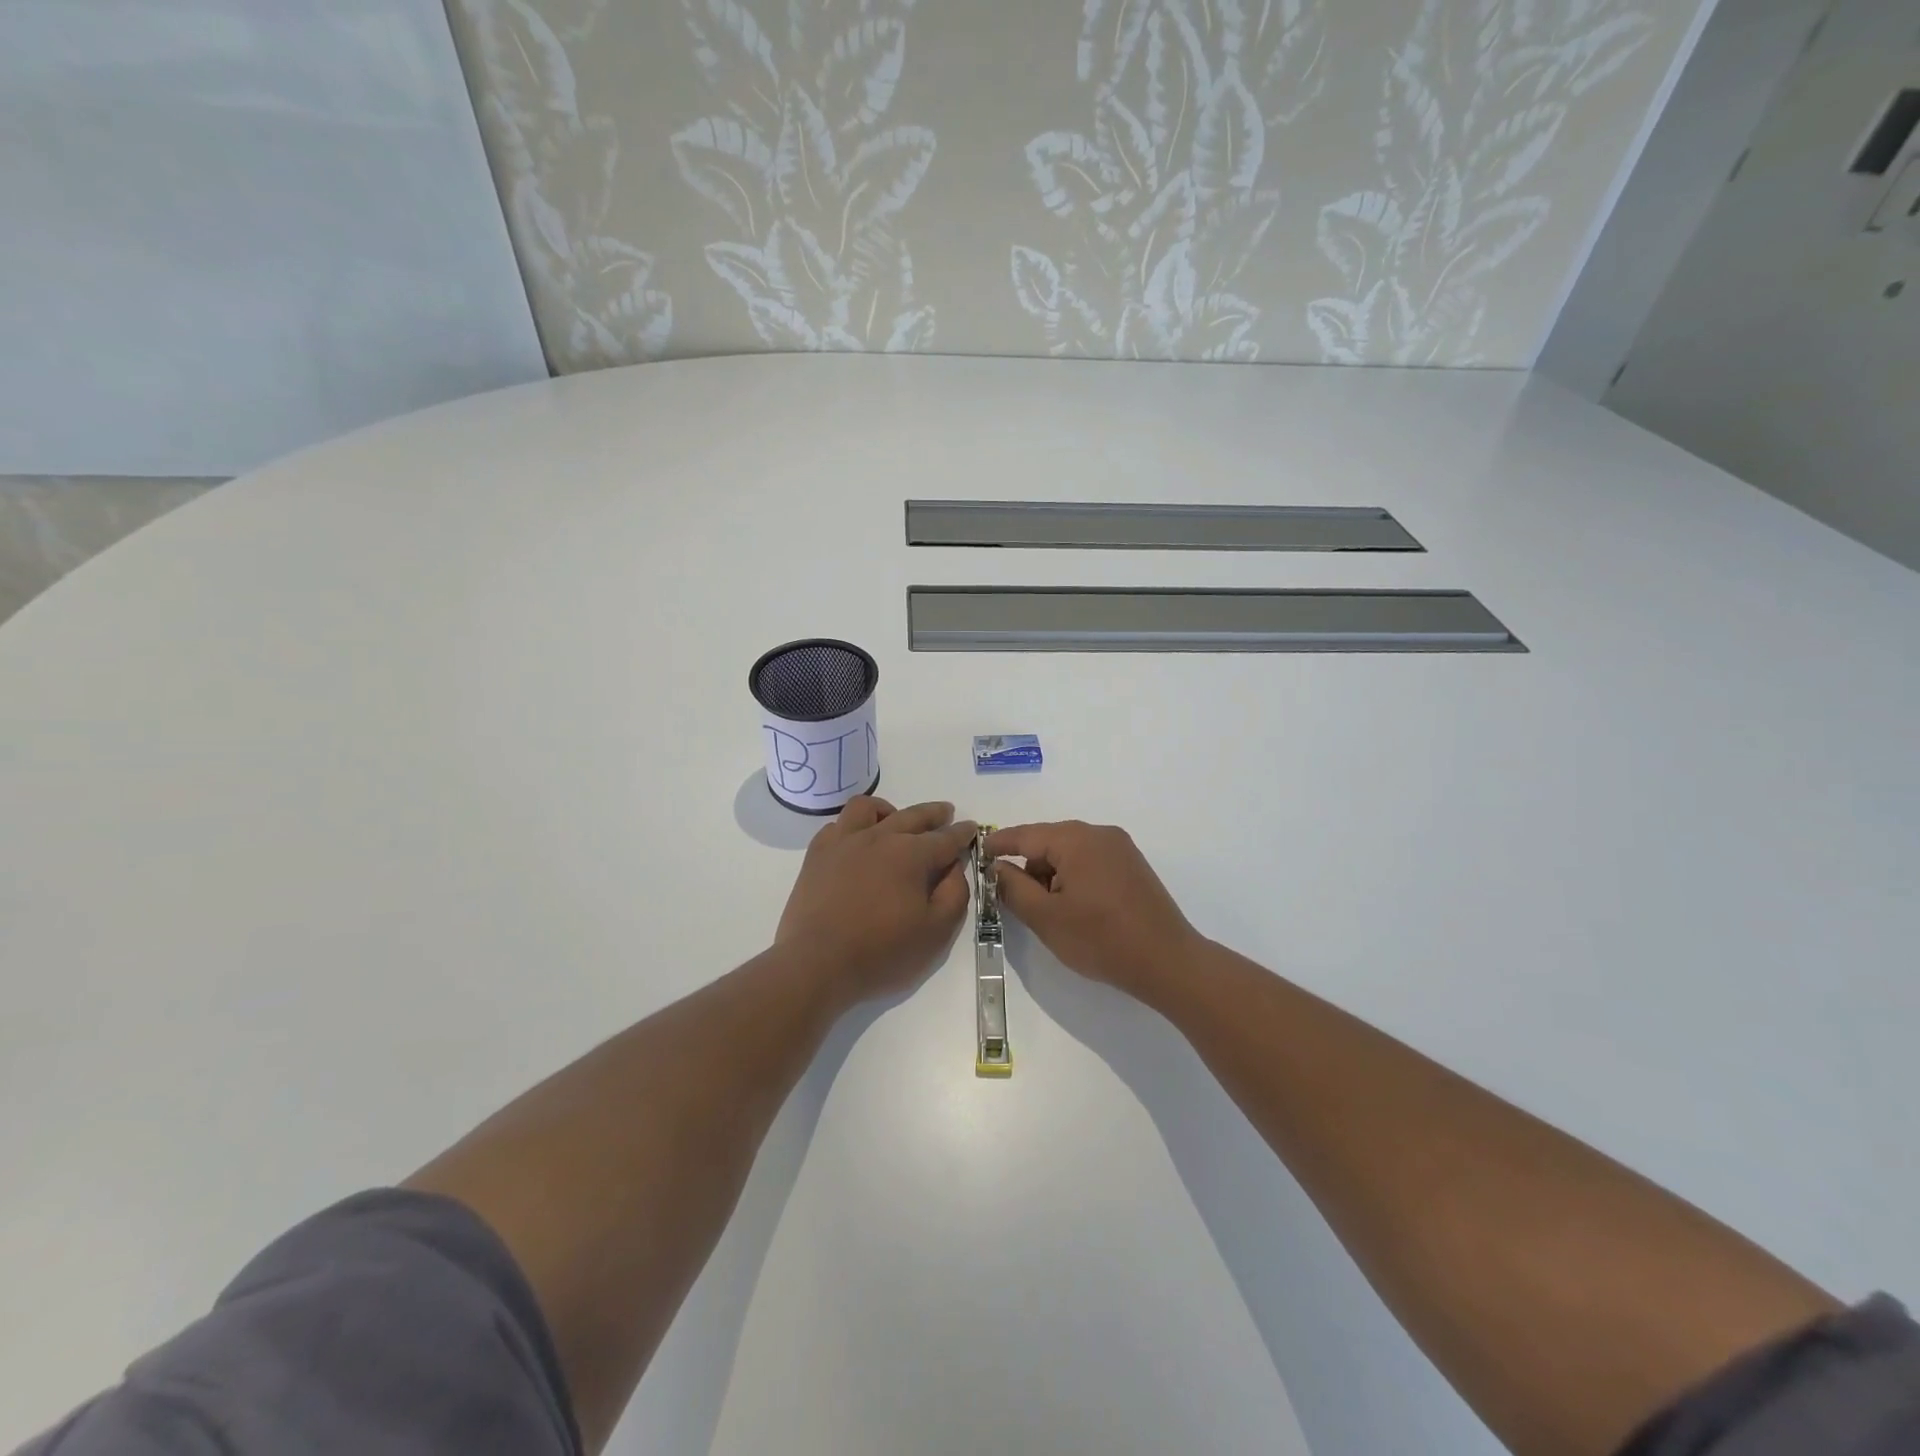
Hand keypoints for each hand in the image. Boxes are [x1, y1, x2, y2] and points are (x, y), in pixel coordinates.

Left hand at [777, 797, 975, 1003]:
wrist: (816, 965)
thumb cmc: (882, 953)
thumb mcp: (936, 932)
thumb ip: (954, 894)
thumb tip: (954, 867)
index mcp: (911, 854)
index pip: (945, 838)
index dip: (962, 833)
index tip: (971, 828)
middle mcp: (879, 837)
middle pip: (912, 815)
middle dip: (934, 813)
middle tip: (945, 812)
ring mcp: (844, 842)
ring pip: (868, 807)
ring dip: (889, 810)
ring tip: (896, 820)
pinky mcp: (817, 855)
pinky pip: (837, 825)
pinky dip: (853, 826)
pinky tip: (857, 841)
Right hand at [986, 821, 1202, 1000]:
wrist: (1168, 962)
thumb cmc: (1101, 939)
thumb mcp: (1046, 918)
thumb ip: (1013, 888)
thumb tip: (997, 868)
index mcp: (1076, 839)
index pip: (1025, 835)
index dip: (998, 845)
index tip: (977, 855)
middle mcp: (1099, 834)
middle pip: (1049, 841)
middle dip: (1027, 865)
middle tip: (1010, 895)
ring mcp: (1120, 848)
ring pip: (1070, 852)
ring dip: (1051, 873)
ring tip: (1045, 909)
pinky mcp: (1133, 866)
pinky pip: (1091, 861)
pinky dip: (1073, 876)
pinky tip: (1072, 906)